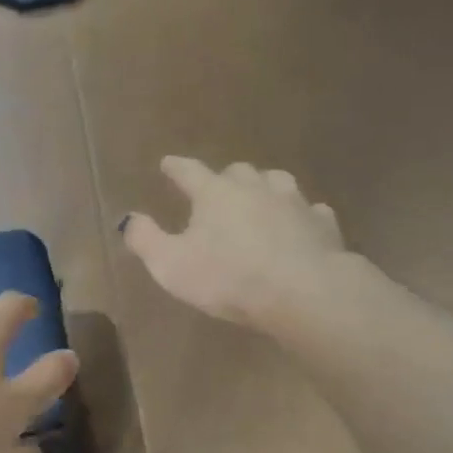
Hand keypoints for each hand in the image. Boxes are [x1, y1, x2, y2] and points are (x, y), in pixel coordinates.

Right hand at [122, 157, 347, 328]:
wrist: (303, 290)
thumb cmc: (228, 278)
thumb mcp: (171, 265)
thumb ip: (146, 240)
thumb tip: (129, 218)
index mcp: (215, 194)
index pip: (189, 171)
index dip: (176, 167)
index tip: (167, 162)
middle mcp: (255, 187)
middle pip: (237, 172)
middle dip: (224, 178)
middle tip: (217, 190)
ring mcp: (294, 202)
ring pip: (276, 183)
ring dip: (264, 188)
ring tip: (259, 200)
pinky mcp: (323, 224)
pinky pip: (310, 211)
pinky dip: (299, 215)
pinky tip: (299, 225)